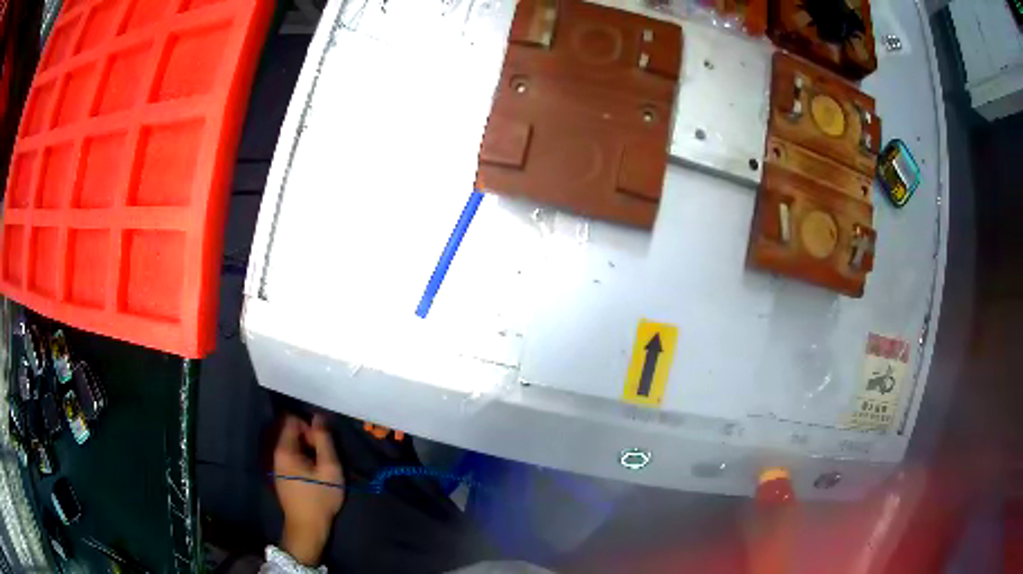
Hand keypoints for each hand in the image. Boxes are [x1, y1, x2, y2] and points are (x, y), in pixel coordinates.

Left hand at [274, 414, 343, 565]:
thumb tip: (319, 417)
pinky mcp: (281, 475)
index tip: (322, 444)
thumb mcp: (329, 468)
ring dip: (308, 450)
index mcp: (284, 450)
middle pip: (291, 432)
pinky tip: (313, 474)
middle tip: (324, 457)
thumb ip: (324, 440)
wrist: (307, 526)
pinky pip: (291, 456)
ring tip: (321, 467)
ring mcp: (277, 465)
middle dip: (309, 438)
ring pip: (292, 445)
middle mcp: (276, 453)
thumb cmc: (320, 497)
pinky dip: (303, 459)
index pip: (291, 420)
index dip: (309, 426)